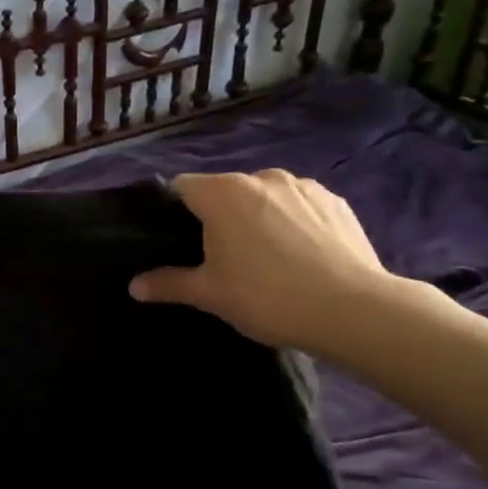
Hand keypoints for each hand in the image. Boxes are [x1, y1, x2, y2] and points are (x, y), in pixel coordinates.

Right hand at [129, 170, 395, 351]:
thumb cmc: (267, 296)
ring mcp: (304, 186)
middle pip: (224, 191)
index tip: (179, 241)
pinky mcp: (336, 201)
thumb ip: (168, 284)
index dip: (174, 211)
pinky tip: (301, 256)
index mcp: (223, 193)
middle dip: (218, 216)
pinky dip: (293, 222)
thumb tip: (133, 286)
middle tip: (221, 258)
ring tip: (266, 258)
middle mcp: (261, 177)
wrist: (354, 311)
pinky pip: (299, 206)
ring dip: (257, 217)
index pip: (182, 187)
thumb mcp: (209, 294)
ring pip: (264, 197)